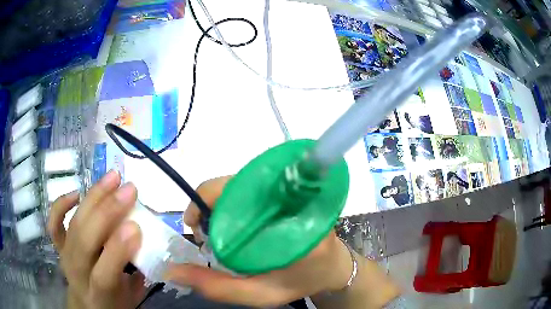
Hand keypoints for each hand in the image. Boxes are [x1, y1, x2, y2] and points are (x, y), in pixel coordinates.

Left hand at [48, 170, 145, 308]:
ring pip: (74, 224)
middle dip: (107, 213)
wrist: (88, 303)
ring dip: (93, 198)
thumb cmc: (115, 301)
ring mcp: (65, 255)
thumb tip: (146, 236)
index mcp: (100, 295)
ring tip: (113, 178)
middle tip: (129, 190)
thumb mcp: (133, 294)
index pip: (104, 274)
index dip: (117, 250)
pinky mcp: (58, 245)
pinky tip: (76, 193)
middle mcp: (77, 274)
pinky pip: (54, 222)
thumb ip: (139, 271)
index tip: (136, 226)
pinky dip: (61, 205)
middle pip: (85, 241)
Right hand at [165, 176, 353, 306]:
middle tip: (203, 229)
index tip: (195, 224)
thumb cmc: (300, 282)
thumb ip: (219, 288)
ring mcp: (297, 191)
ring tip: (215, 226)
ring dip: (221, 200)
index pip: (243, 197)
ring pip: (245, 182)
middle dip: (211, 202)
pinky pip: (254, 185)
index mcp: (296, 228)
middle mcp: (298, 201)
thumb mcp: (260, 295)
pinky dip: (235, 198)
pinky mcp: (293, 189)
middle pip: (241, 184)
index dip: (208, 201)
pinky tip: (231, 217)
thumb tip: (174, 270)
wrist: (333, 266)